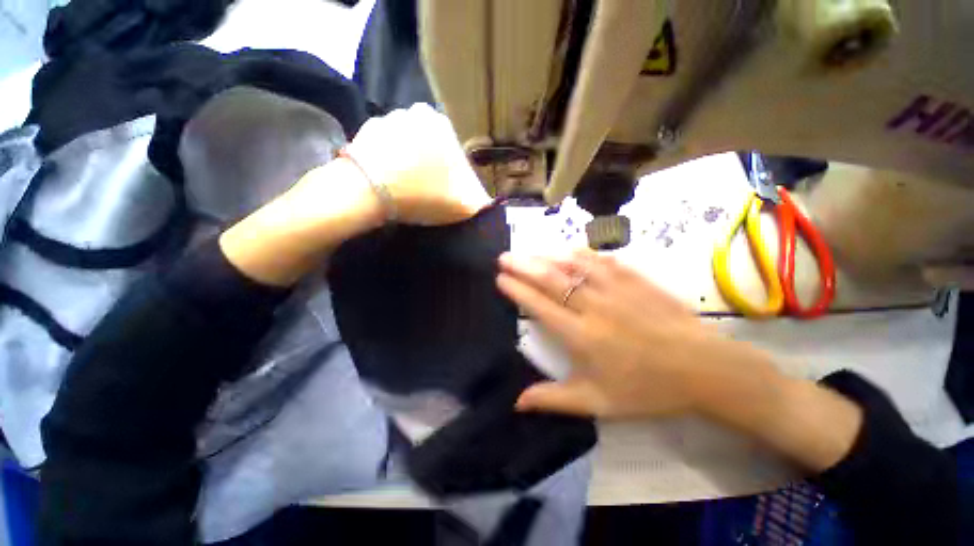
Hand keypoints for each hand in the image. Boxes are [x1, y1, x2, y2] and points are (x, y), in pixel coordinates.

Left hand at [345, 103, 491, 225]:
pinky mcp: (364, 132)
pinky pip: (386, 147)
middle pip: (432, 145)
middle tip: (427, 188)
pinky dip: (389, 160)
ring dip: (410, 160)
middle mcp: (416, 112)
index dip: (453, 173)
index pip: (455, 150)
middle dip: (432, 164)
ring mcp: (387, 119)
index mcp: (442, 125)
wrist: (369, 192)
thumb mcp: (464, 204)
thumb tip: (488, 199)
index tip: (447, 190)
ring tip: (406, 184)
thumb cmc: (423, 194)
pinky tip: (388, 178)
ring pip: (409, 144)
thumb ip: (482, 200)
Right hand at [498, 249, 862, 471]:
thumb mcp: (598, 403)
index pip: (540, 306)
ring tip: (529, 251)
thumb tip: (517, 402)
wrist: (704, 369)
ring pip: (574, 266)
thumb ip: (555, 400)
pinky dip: (582, 254)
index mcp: (582, 336)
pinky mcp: (636, 281)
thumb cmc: (648, 389)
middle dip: (524, 266)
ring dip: (548, 256)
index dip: (517, 290)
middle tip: (504, 257)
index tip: (501, 279)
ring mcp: (616, 289)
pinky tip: (570, 249)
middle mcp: (594, 307)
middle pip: (552, 280)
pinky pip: (602, 262)